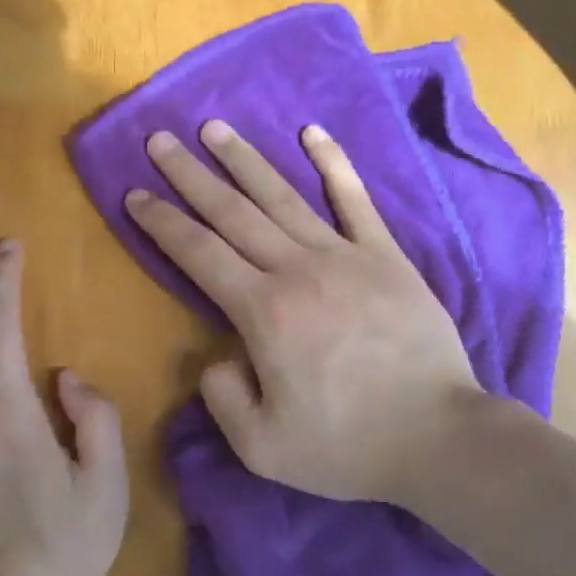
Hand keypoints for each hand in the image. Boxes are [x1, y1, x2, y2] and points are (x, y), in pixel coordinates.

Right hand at [124, 121, 486, 504]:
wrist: (440, 438)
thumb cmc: (347, 446)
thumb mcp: (261, 446)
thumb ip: (222, 396)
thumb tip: (216, 357)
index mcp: (262, 312)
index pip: (198, 253)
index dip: (161, 222)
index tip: (134, 195)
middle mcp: (296, 269)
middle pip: (231, 212)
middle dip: (190, 175)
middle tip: (160, 141)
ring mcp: (345, 256)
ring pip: (283, 196)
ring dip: (244, 159)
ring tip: (214, 128)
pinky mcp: (386, 256)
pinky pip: (355, 200)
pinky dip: (333, 163)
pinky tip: (312, 132)